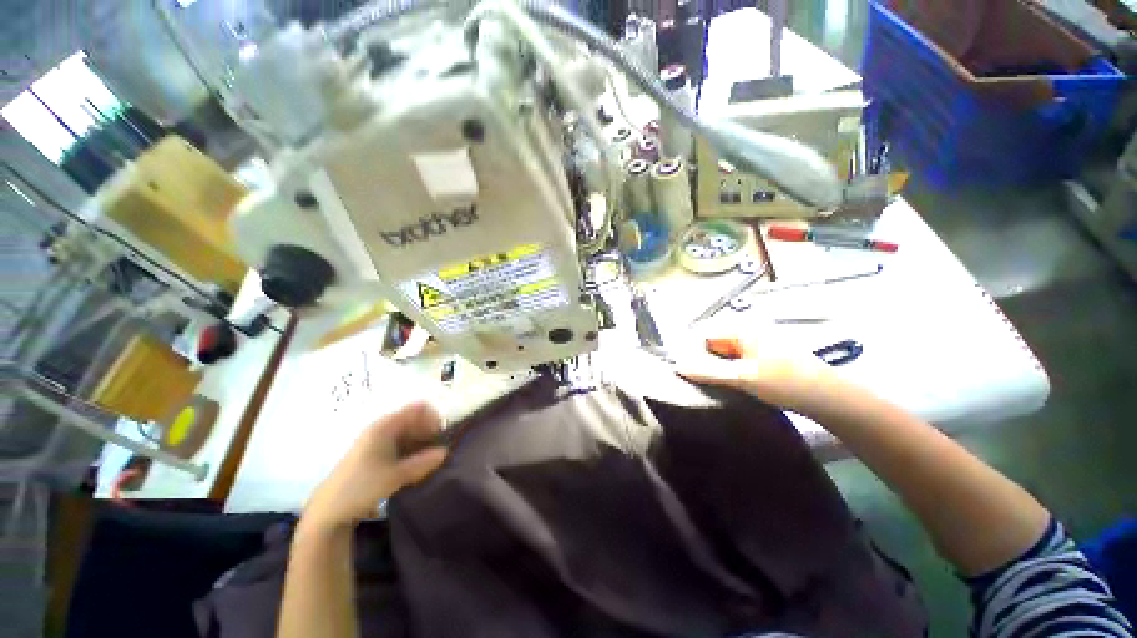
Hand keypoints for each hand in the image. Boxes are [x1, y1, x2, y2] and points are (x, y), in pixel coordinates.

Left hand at [302, 401, 446, 532]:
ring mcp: (377, 441)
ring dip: (421, 442)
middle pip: (414, 420)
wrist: (328, 512)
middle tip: (438, 449)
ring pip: (408, 433)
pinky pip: (401, 444)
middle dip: (429, 431)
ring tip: (429, 460)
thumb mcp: (395, 477)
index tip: (441, 436)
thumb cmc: (361, 488)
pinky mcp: (375, 454)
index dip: (432, 418)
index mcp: (385, 427)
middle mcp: (382, 429)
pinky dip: (412, 450)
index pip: (417, 409)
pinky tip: (416, 466)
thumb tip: (446, 451)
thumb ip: (423, 463)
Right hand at [675, 335, 837, 413]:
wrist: (828, 397)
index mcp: (744, 330)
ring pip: (728, 355)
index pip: (707, 335)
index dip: (694, 350)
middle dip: (705, 360)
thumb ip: (708, 371)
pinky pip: (739, 362)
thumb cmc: (784, 381)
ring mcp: (759, 346)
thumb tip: (678, 366)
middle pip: (716, 344)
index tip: (684, 368)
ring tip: (709, 384)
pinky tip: (729, 385)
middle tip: (694, 379)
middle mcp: (750, 333)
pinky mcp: (766, 359)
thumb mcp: (742, 377)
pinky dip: (731, 372)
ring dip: (718, 368)